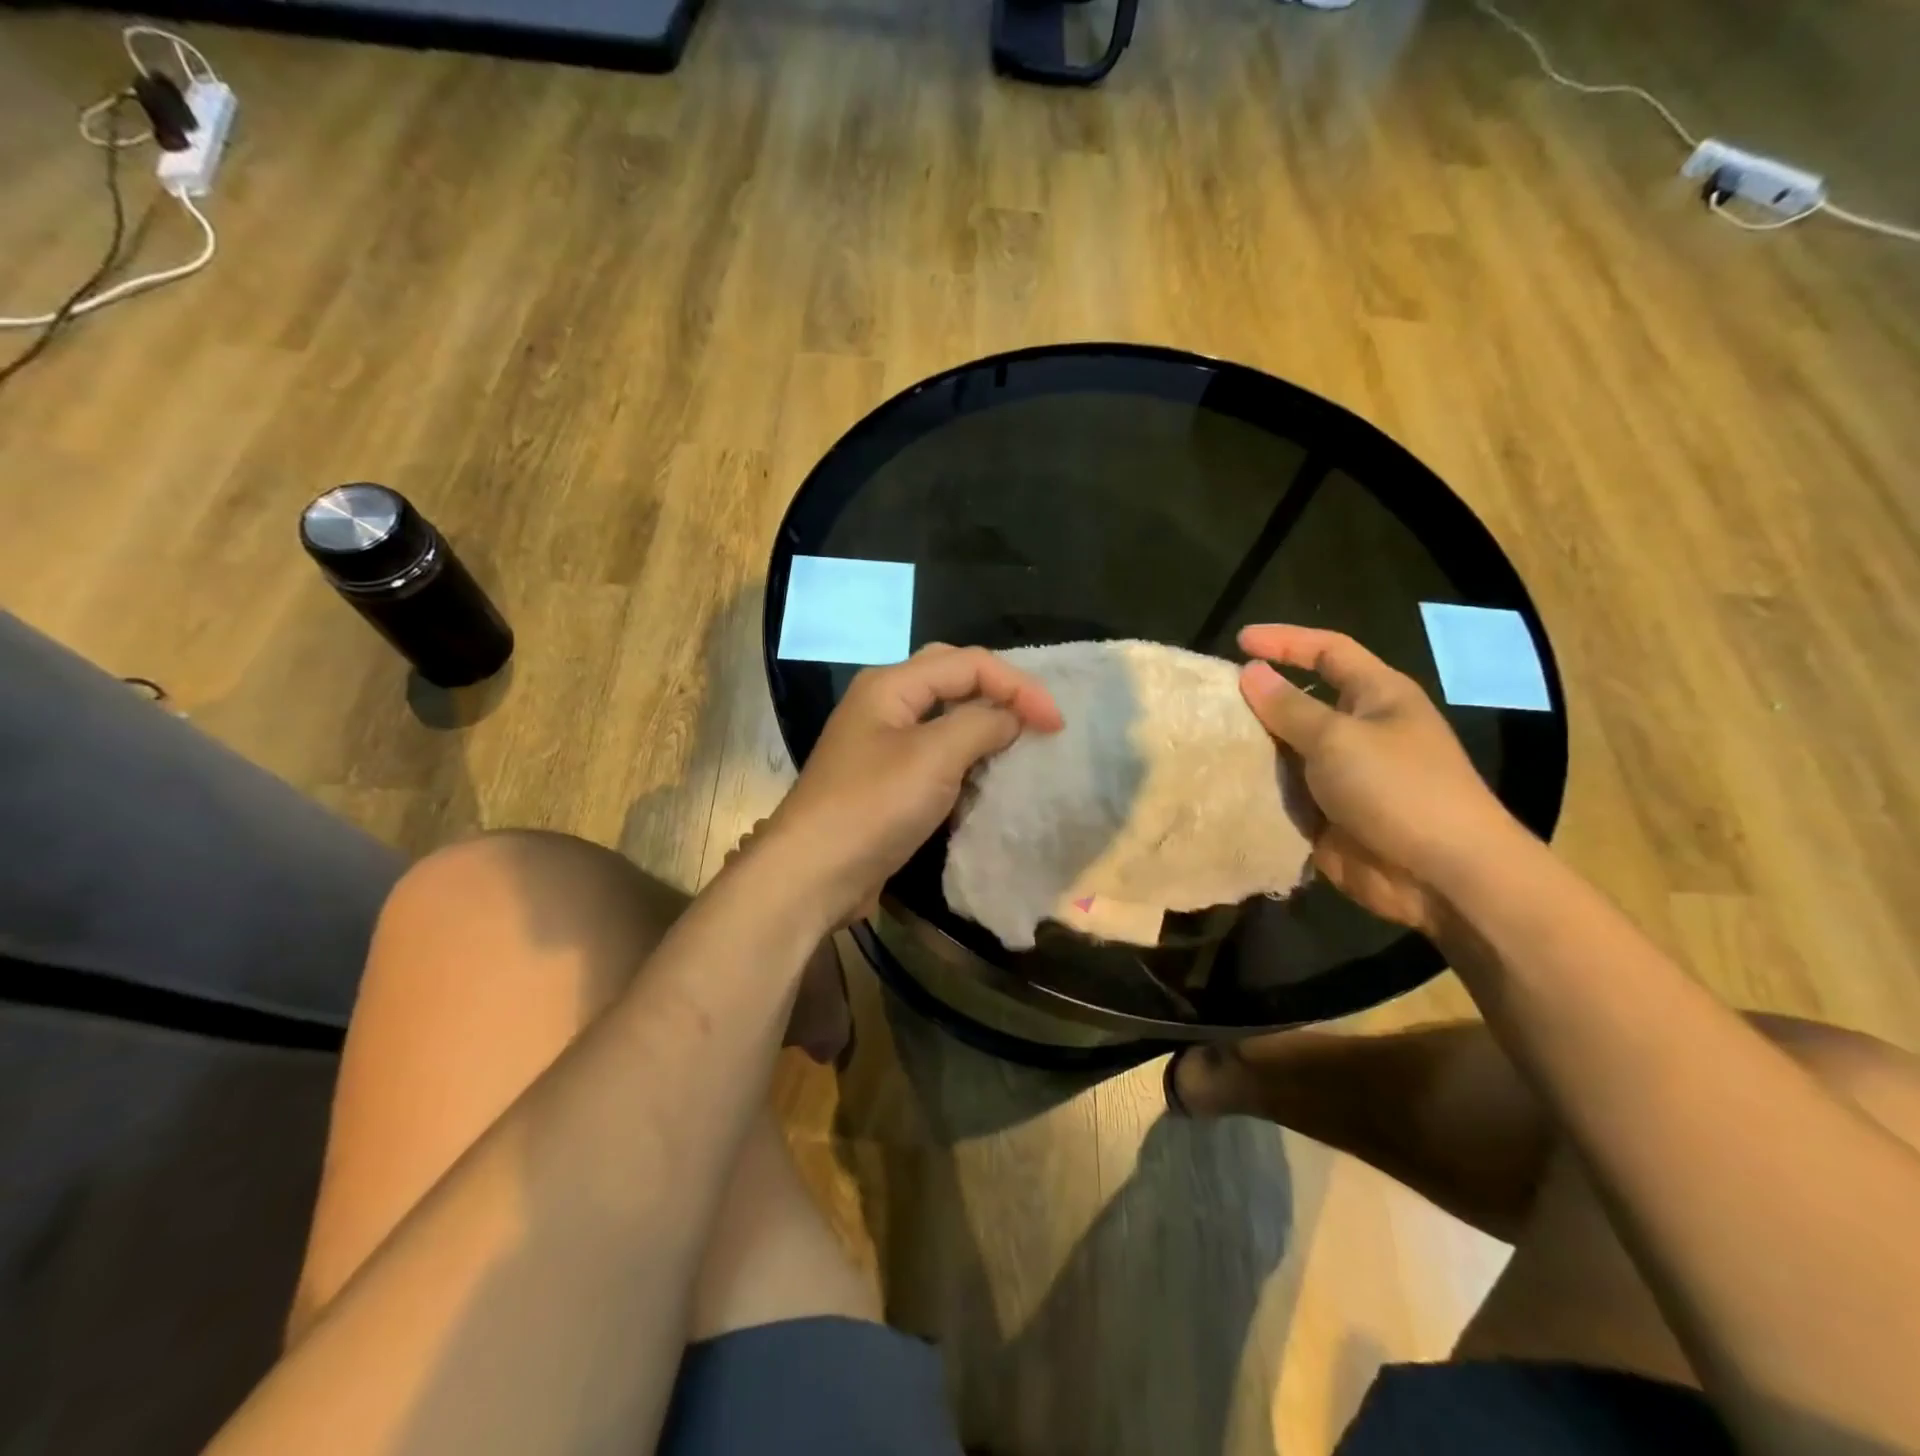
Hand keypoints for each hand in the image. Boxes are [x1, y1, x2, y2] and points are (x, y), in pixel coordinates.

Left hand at [765, 645, 1063, 925]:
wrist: (812, 875)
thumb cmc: (873, 806)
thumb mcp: (934, 757)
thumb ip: (981, 724)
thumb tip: (1012, 717)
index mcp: (892, 684)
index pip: (969, 663)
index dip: (1018, 686)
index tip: (1056, 724)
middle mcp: (885, 704)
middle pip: (954, 678)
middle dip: (1000, 692)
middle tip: (1038, 720)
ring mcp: (882, 743)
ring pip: (945, 717)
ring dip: (984, 725)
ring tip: (1021, 745)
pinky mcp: (886, 780)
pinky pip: (935, 754)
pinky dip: (966, 758)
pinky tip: (987, 777)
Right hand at [1237, 624, 1523, 935]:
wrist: (1441, 876)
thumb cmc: (1399, 789)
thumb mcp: (1339, 739)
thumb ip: (1289, 707)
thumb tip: (1250, 672)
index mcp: (1377, 696)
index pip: (1328, 651)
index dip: (1285, 641)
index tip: (1238, 641)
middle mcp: (1359, 730)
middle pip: (1300, 703)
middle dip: (1257, 700)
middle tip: (1208, 701)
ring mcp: (1343, 776)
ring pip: (1286, 751)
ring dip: (1251, 749)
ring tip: (1202, 742)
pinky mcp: (1327, 815)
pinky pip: (1283, 794)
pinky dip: (1256, 790)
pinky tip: (1218, 786)